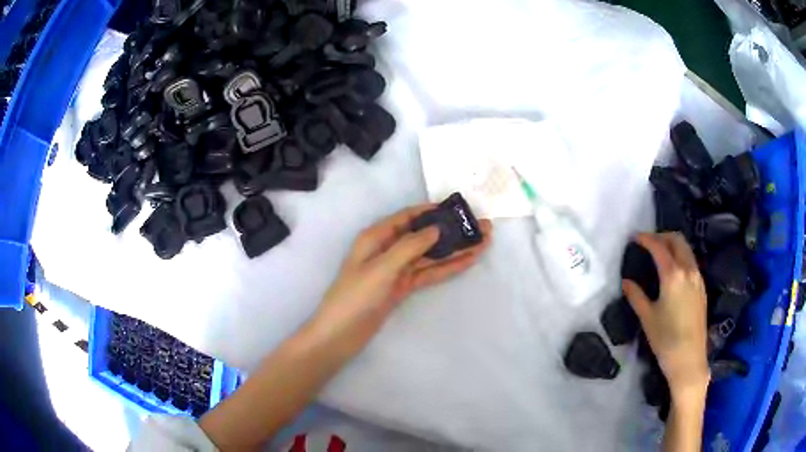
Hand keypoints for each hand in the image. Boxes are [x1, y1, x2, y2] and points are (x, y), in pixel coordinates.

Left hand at [309, 204, 492, 353]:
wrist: (341, 334)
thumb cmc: (356, 296)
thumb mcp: (382, 267)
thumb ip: (410, 246)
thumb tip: (436, 228)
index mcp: (376, 237)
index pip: (407, 217)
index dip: (431, 210)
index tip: (457, 208)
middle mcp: (388, 249)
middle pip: (424, 235)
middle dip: (450, 231)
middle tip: (481, 227)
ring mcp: (397, 270)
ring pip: (430, 255)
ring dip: (454, 249)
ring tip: (482, 242)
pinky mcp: (403, 287)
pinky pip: (428, 273)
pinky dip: (447, 267)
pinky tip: (467, 261)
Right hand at [622, 233, 709, 400]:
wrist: (689, 359)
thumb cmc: (665, 340)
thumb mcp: (647, 318)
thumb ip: (636, 296)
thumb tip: (626, 282)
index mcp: (673, 275)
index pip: (659, 247)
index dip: (646, 239)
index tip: (634, 237)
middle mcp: (688, 270)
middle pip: (677, 240)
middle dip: (662, 236)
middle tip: (648, 243)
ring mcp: (698, 278)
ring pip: (686, 249)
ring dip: (673, 245)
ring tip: (660, 254)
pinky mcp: (702, 288)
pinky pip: (691, 262)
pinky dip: (681, 257)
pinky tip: (673, 272)